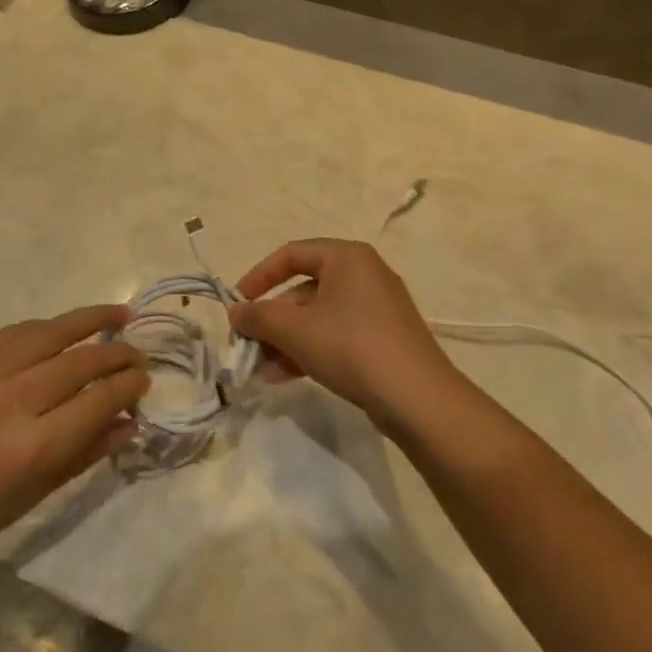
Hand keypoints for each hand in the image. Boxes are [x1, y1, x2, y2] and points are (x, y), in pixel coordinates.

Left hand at [0, 306, 146, 568]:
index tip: (145, 380)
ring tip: (119, 314)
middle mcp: (12, 400)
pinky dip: (46, 328)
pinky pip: (14, 332)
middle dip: (118, 356)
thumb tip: (132, 420)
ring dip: (90, 320)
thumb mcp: (38, 491)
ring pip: (50, 332)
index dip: (129, 386)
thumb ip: (88, 450)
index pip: (99, 399)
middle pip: (80, 362)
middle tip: (139, 355)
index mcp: (33, 444)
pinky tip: (63, 327)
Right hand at [228, 239, 467, 434]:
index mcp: (347, 257)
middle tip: (246, 345)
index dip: (258, 276)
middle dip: (271, 320)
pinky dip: (308, 351)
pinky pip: (335, 336)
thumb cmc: (351, 346)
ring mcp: (376, 309)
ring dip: (285, 341)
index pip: (291, 254)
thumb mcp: (295, 330)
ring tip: (259, 370)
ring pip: (317, 318)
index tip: (237, 304)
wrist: (417, 398)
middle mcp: (363, 274)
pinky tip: (282, 377)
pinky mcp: (381, 339)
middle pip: (303, 289)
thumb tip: (234, 312)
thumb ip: (259, 317)